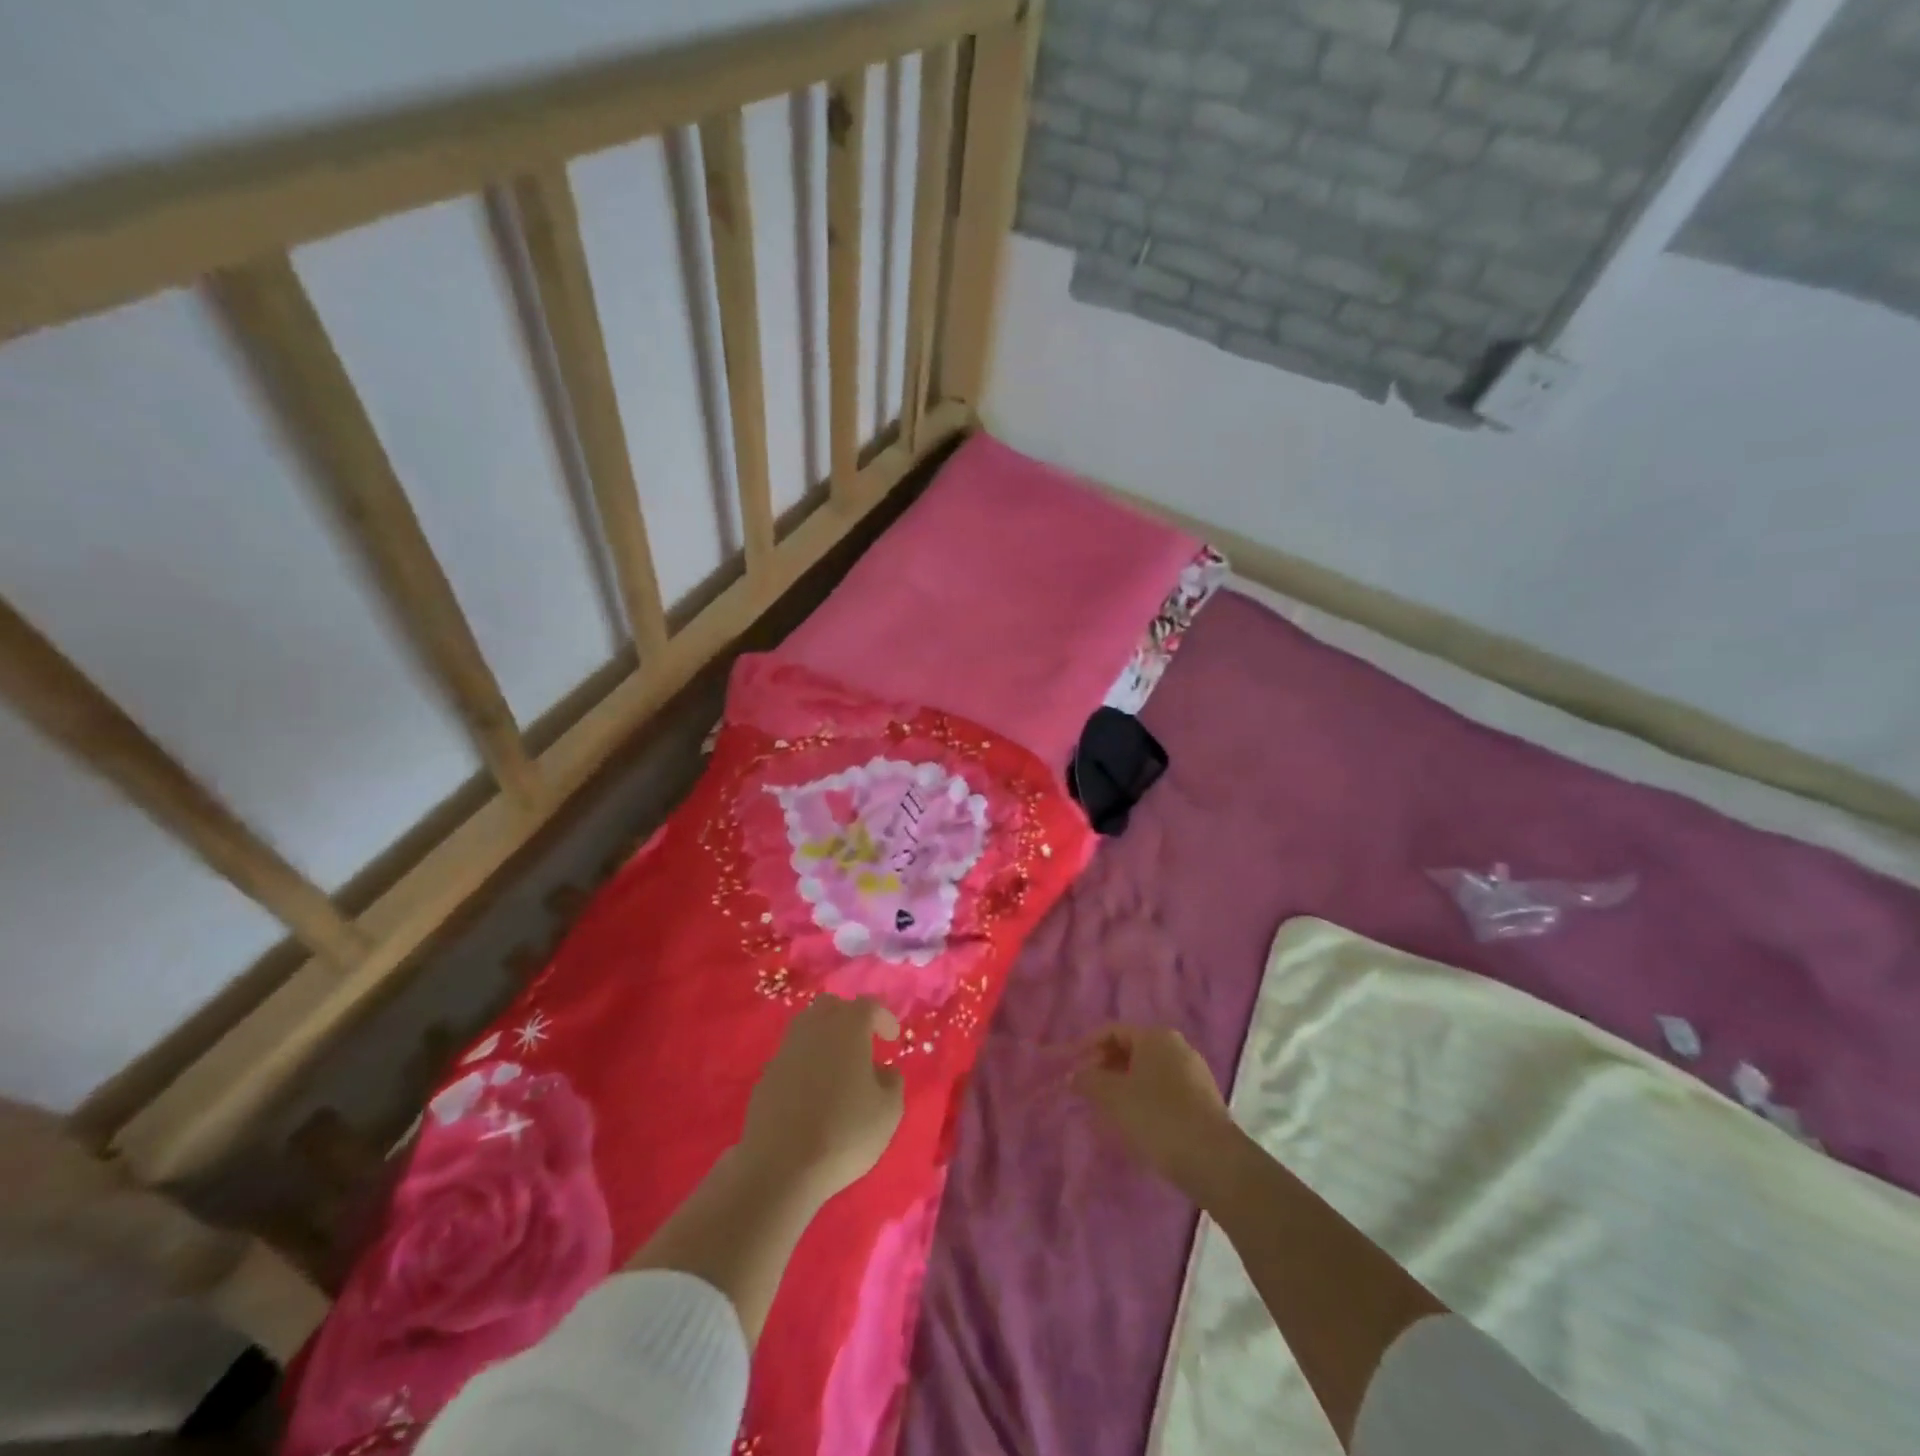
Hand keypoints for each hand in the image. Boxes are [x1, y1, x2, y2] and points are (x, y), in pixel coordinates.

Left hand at [739, 995, 904, 1206]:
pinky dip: (805, 1063)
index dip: (883, 1017)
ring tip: (838, 1065)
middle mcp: (813, 1029)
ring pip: (806, 1027)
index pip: (868, 1005)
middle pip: (832, 1006)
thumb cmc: (845, 1133)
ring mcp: (785, 1051)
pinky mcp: (765, 1077)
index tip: (892, 1038)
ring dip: (825, 1038)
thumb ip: (892, 1081)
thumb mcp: (888, 1111)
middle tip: (863, 1042)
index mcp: (847, 1028)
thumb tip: (882, 1070)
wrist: (781, 1168)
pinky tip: (813, 1091)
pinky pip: (791, 1056)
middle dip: (849, 1017)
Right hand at [1071, 1025, 1236, 1196]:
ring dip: (1125, 1085)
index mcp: (1156, 1036)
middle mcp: (1177, 1047)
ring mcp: (1194, 1073)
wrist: (1214, 1161)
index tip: (1072, 1068)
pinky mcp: (1203, 1100)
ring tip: (1107, 1109)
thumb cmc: (1157, 1118)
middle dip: (1106, 1067)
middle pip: (1132, 1049)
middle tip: (1087, 1090)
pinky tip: (1136, 1122)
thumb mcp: (1114, 1097)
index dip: (1088, 1047)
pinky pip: (1164, 1089)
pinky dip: (1145, 1098)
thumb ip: (1089, 1081)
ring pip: (1148, 1071)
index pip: (1113, 1031)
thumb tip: (1074, 1075)